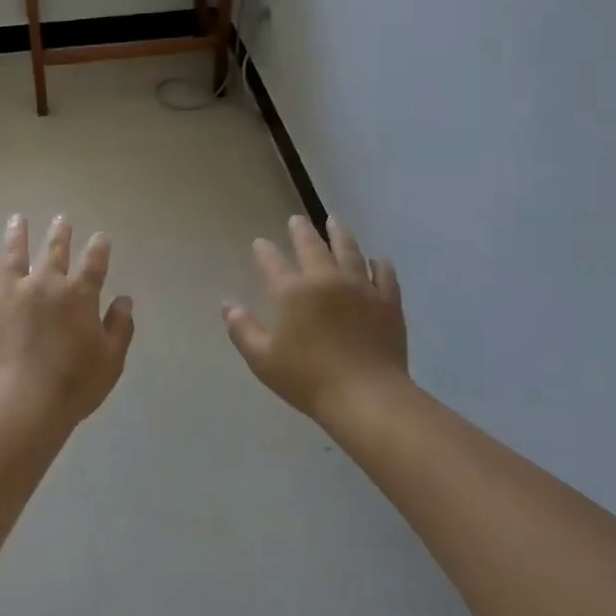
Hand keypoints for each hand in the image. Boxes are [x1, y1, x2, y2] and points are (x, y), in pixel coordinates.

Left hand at [0, 214, 135, 433]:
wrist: (19, 402)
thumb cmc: (72, 385)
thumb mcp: (110, 360)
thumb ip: (119, 327)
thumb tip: (124, 300)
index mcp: (79, 296)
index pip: (94, 263)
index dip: (99, 248)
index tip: (100, 237)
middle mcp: (45, 284)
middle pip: (54, 251)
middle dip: (60, 233)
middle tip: (61, 219)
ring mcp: (9, 292)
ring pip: (14, 254)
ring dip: (17, 235)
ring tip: (18, 220)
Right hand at [224, 215, 409, 425]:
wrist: (366, 395)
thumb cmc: (307, 379)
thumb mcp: (262, 359)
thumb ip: (243, 329)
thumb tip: (228, 305)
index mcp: (292, 293)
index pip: (273, 263)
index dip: (264, 251)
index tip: (260, 242)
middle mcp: (326, 280)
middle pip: (312, 247)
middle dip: (301, 231)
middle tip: (297, 219)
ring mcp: (360, 288)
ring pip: (349, 251)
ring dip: (340, 234)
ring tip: (334, 222)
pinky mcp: (387, 302)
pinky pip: (384, 275)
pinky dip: (380, 264)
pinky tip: (378, 259)